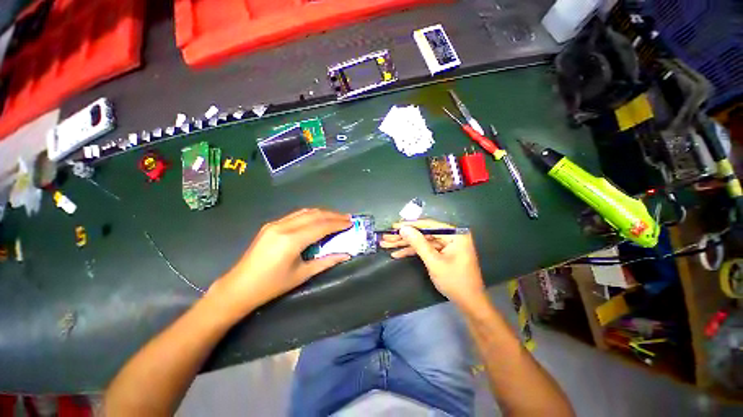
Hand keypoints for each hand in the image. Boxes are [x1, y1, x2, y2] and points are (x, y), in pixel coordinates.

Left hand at [209, 209, 351, 316]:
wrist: (239, 287)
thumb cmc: (272, 285)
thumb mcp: (302, 275)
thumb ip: (326, 262)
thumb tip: (346, 255)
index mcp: (291, 240)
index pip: (321, 226)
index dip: (338, 223)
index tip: (351, 223)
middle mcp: (284, 226)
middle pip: (315, 215)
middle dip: (333, 215)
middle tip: (347, 218)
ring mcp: (276, 223)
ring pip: (305, 212)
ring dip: (323, 213)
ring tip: (336, 217)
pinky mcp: (271, 225)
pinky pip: (296, 215)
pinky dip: (311, 215)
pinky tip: (318, 219)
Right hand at [380, 219, 486, 307]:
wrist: (469, 303)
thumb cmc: (455, 281)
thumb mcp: (434, 262)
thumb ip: (418, 244)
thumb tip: (403, 228)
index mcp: (455, 234)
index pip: (428, 225)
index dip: (409, 226)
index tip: (394, 226)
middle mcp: (450, 236)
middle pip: (423, 234)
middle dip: (404, 237)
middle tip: (386, 237)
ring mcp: (445, 245)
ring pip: (421, 242)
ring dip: (404, 244)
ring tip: (387, 245)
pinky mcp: (441, 253)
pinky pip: (425, 249)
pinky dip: (412, 252)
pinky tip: (397, 254)